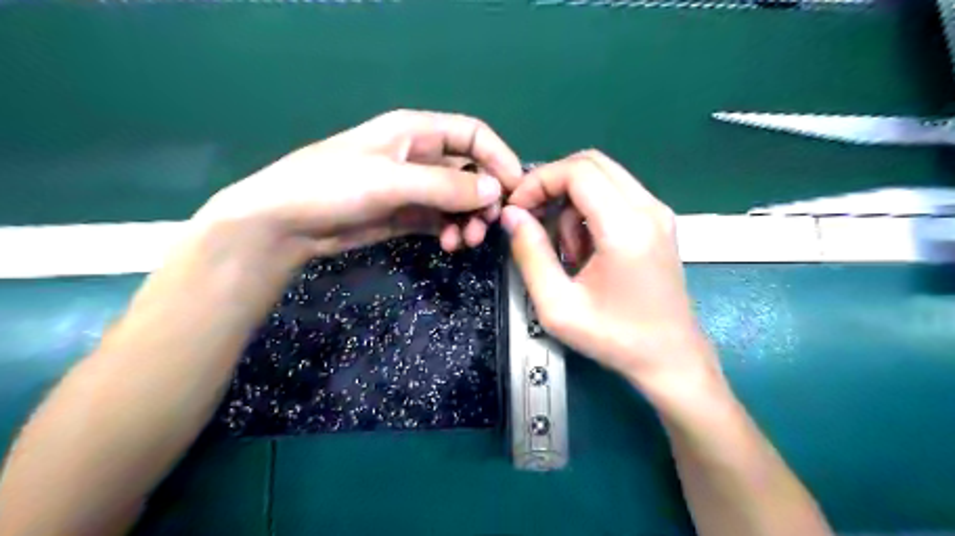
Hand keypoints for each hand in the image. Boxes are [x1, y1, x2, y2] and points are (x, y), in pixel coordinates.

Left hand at [192, 110, 521, 261]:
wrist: (286, 223)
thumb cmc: (333, 185)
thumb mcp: (391, 180)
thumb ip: (445, 185)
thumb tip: (494, 191)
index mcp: (416, 132)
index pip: (473, 135)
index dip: (498, 158)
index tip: (515, 189)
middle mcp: (420, 156)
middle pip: (470, 171)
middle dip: (483, 198)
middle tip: (486, 226)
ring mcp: (413, 188)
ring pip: (458, 200)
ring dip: (468, 219)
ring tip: (463, 241)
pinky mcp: (405, 215)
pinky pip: (441, 220)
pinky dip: (450, 231)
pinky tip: (449, 245)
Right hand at [503, 149, 719, 398]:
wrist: (670, 358)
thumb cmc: (614, 338)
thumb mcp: (558, 306)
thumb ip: (530, 255)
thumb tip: (512, 215)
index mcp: (626, 228)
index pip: (577, 171)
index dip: (539, 182)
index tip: (517, 210)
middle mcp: (648, 208)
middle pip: (591, 162)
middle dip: (552, 184)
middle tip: (532, 219)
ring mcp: (658, 212)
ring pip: (603, 176)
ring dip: (571, 202)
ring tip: (566, 250)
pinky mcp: (659, 221)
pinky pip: (615, 194)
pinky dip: (589, 209)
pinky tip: (586, 249)